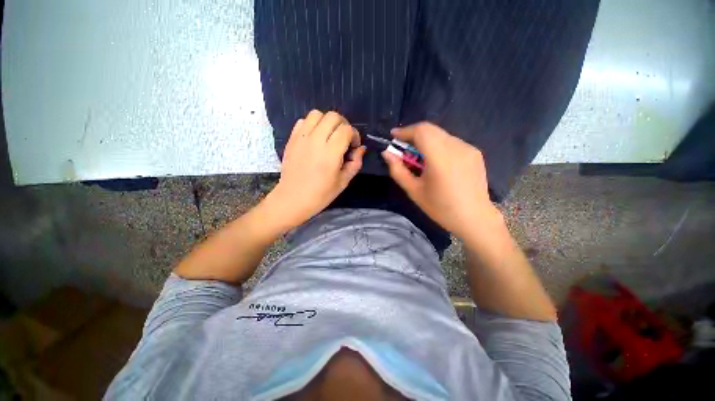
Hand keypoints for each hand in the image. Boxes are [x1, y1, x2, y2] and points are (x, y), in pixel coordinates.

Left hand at [265, 110, 365, 229]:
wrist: (292, 199)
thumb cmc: (320, 194)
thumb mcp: (343, 182)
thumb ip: (355, 163)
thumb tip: (361, 149)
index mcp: (330, 153)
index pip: (346, 130)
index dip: (354, 135)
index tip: (354, 146)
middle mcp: (315, 141)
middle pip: (333, 116)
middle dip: (343, 125)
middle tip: (344, 139)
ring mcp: (301, 138)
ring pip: (317, 114)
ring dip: (327, 121)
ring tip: (329, 135)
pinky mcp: (292, 139)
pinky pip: (303, 121)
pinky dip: (312, 124)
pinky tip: (315, 137)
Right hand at [382, 122, 500, 238]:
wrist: (474, 218)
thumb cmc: (440, 208)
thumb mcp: (414, 191)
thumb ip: (398, 170)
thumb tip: (387, 153)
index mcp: (441, 158)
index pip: (421, 131)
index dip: (405, 131)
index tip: (393, 136)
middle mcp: (457, 147)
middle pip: (431, 130)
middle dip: (414, 135)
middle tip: (404, 148)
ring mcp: (468, 148)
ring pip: (441, 135)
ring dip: (426, 141)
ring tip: (420, 158)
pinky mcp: (475, 152)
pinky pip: (451, 142)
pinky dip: (438, 146)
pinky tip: (437, 162)